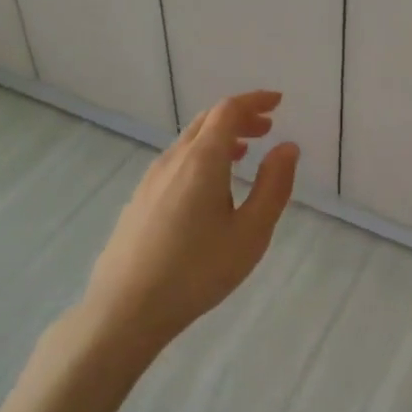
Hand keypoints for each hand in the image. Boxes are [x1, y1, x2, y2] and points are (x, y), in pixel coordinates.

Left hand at [0, 90, 297, 411]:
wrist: (125, 310)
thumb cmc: (197, 271)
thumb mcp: (251, 232)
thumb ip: (273, 185)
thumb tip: (287, 148)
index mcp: (203, 160)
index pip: (229, 110)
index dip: (255, 100)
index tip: (278, 102)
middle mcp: (174, 159)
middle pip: (207, 120)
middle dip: (239, 117)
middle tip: (267, 127)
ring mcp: (151, 179)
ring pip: (189, 141)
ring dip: (220, 137)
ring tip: (244, 153)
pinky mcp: (139, 200)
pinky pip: (177, 161)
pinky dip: (202, 156)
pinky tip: (210, 186)